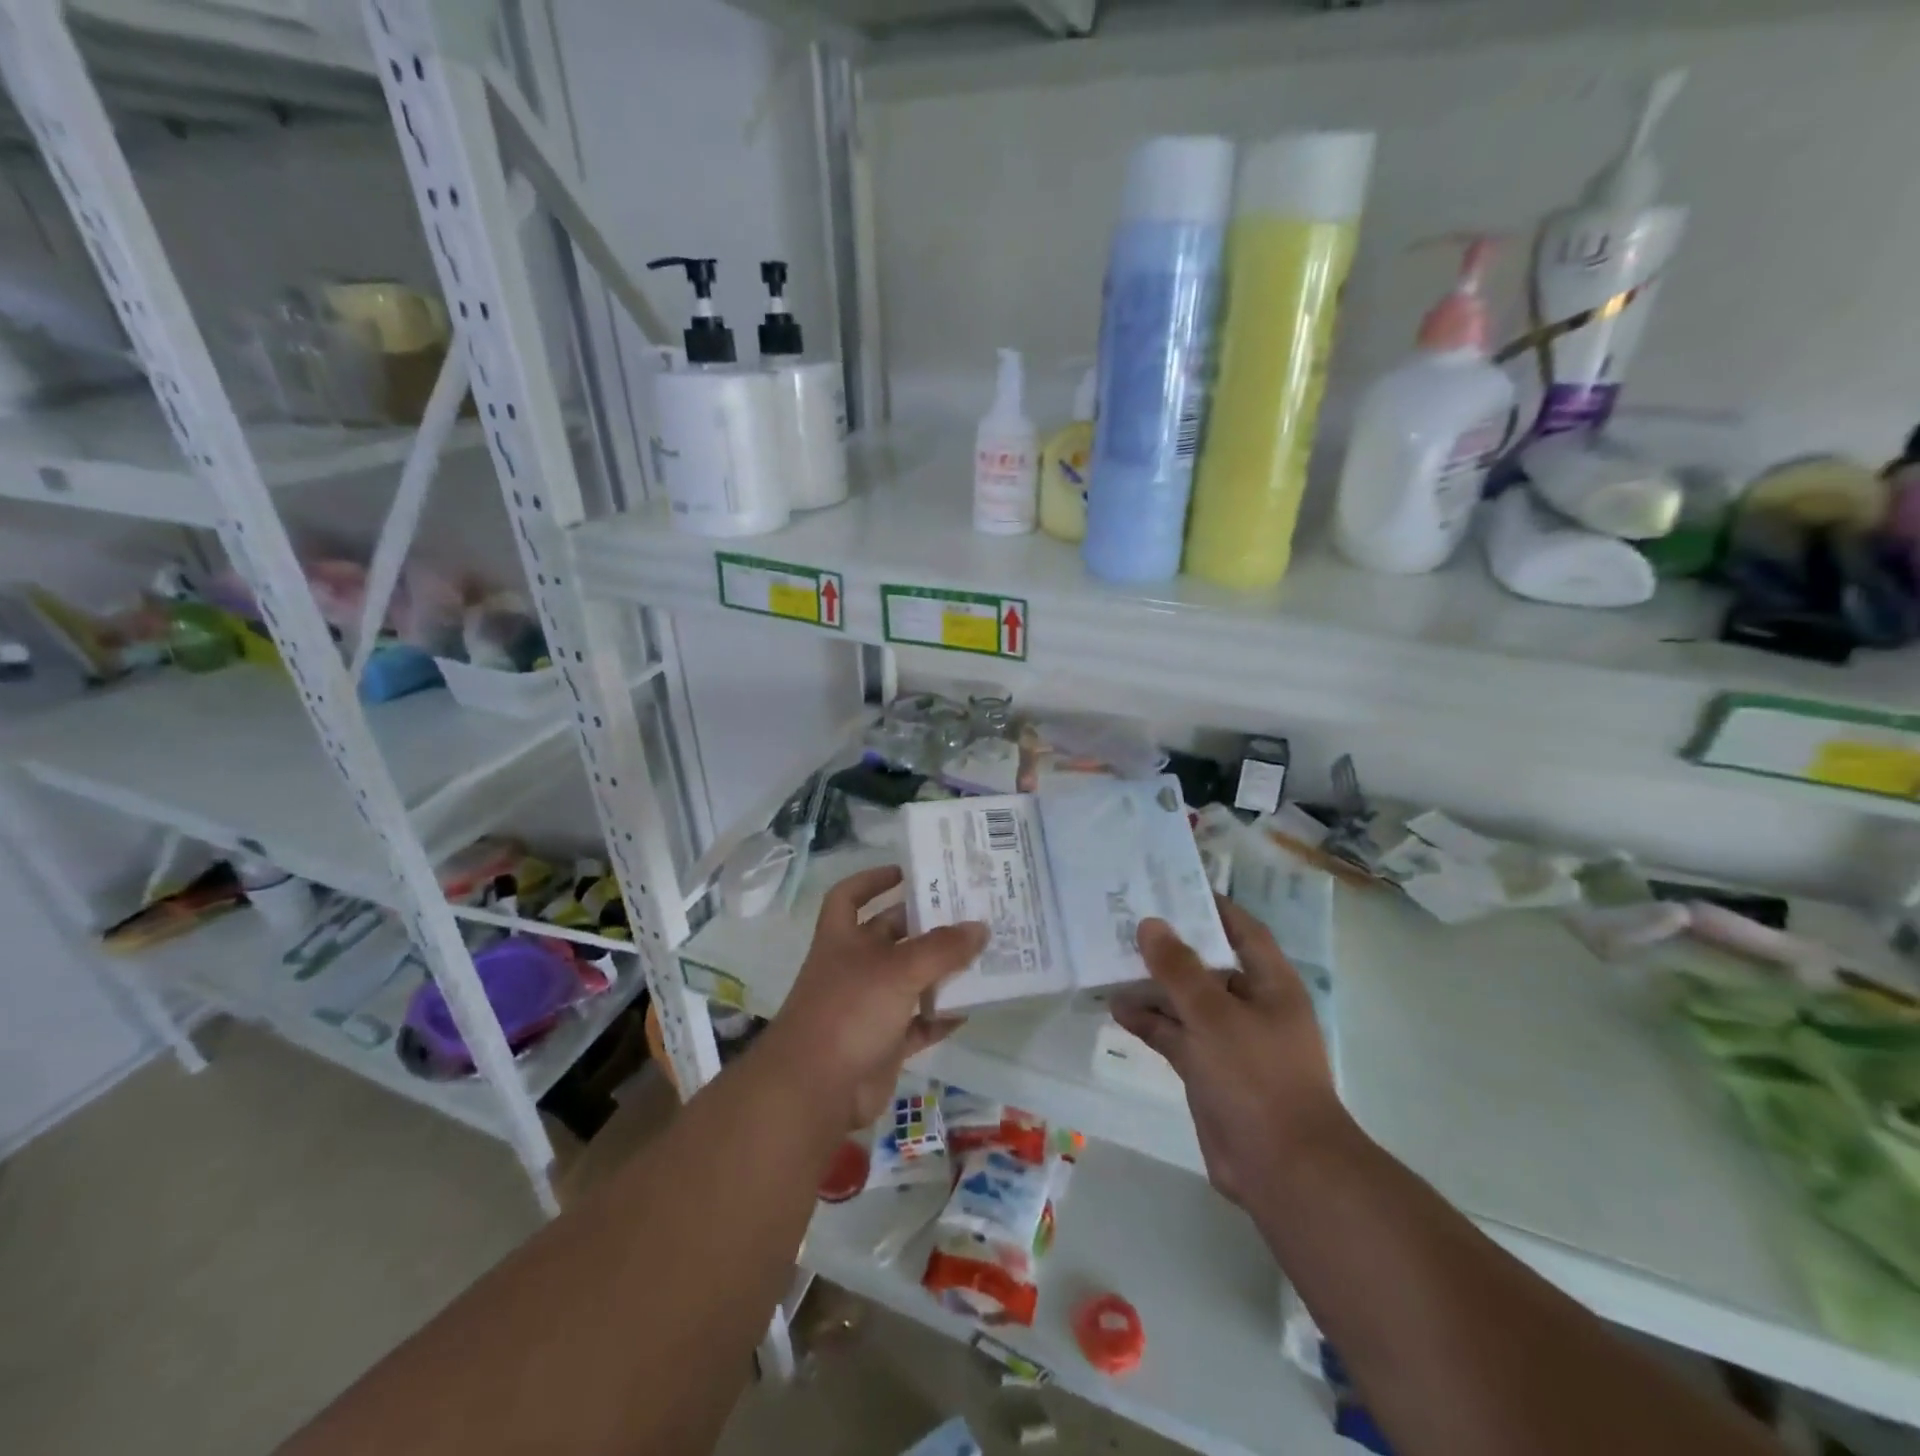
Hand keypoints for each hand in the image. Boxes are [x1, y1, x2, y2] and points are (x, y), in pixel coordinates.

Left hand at [765, 864, 986, 1131]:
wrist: (816, 1090)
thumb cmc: (850, 1010)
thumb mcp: (899, 969)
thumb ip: (942, 949)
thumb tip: (980, 927)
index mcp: (843, 938)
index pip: (849, 896)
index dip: (872, 879)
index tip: (906, 873)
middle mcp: (854, 966)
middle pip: (890, 935)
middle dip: (924, 924)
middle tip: (968, 912)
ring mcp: (867, 1006)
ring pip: (910, 979)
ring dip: (940, 970)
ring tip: (981, 955)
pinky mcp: (883, 1042)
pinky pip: (918, 1022)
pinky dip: (940, 1016)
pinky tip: (970, 1009)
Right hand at [1111, 897, 1350, 1206]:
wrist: (1282, 1169)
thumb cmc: (1257, 1077)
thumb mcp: (1214, 1014)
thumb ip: (1179, 968)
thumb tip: (1150, 924)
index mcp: (1270, 984)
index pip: (1241, 929)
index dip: (1211, 906)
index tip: (1171, 885)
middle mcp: (1250, 1006)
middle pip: (1207, 964)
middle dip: (1170, 946)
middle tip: (1126, 921)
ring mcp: (1228, 1040)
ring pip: (1186, 1001)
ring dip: (1153, 986)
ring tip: (1111, 963)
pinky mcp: (1208, 1071)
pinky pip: (1175, 1035)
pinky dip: (1150, 1022)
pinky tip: (1118, 1009)